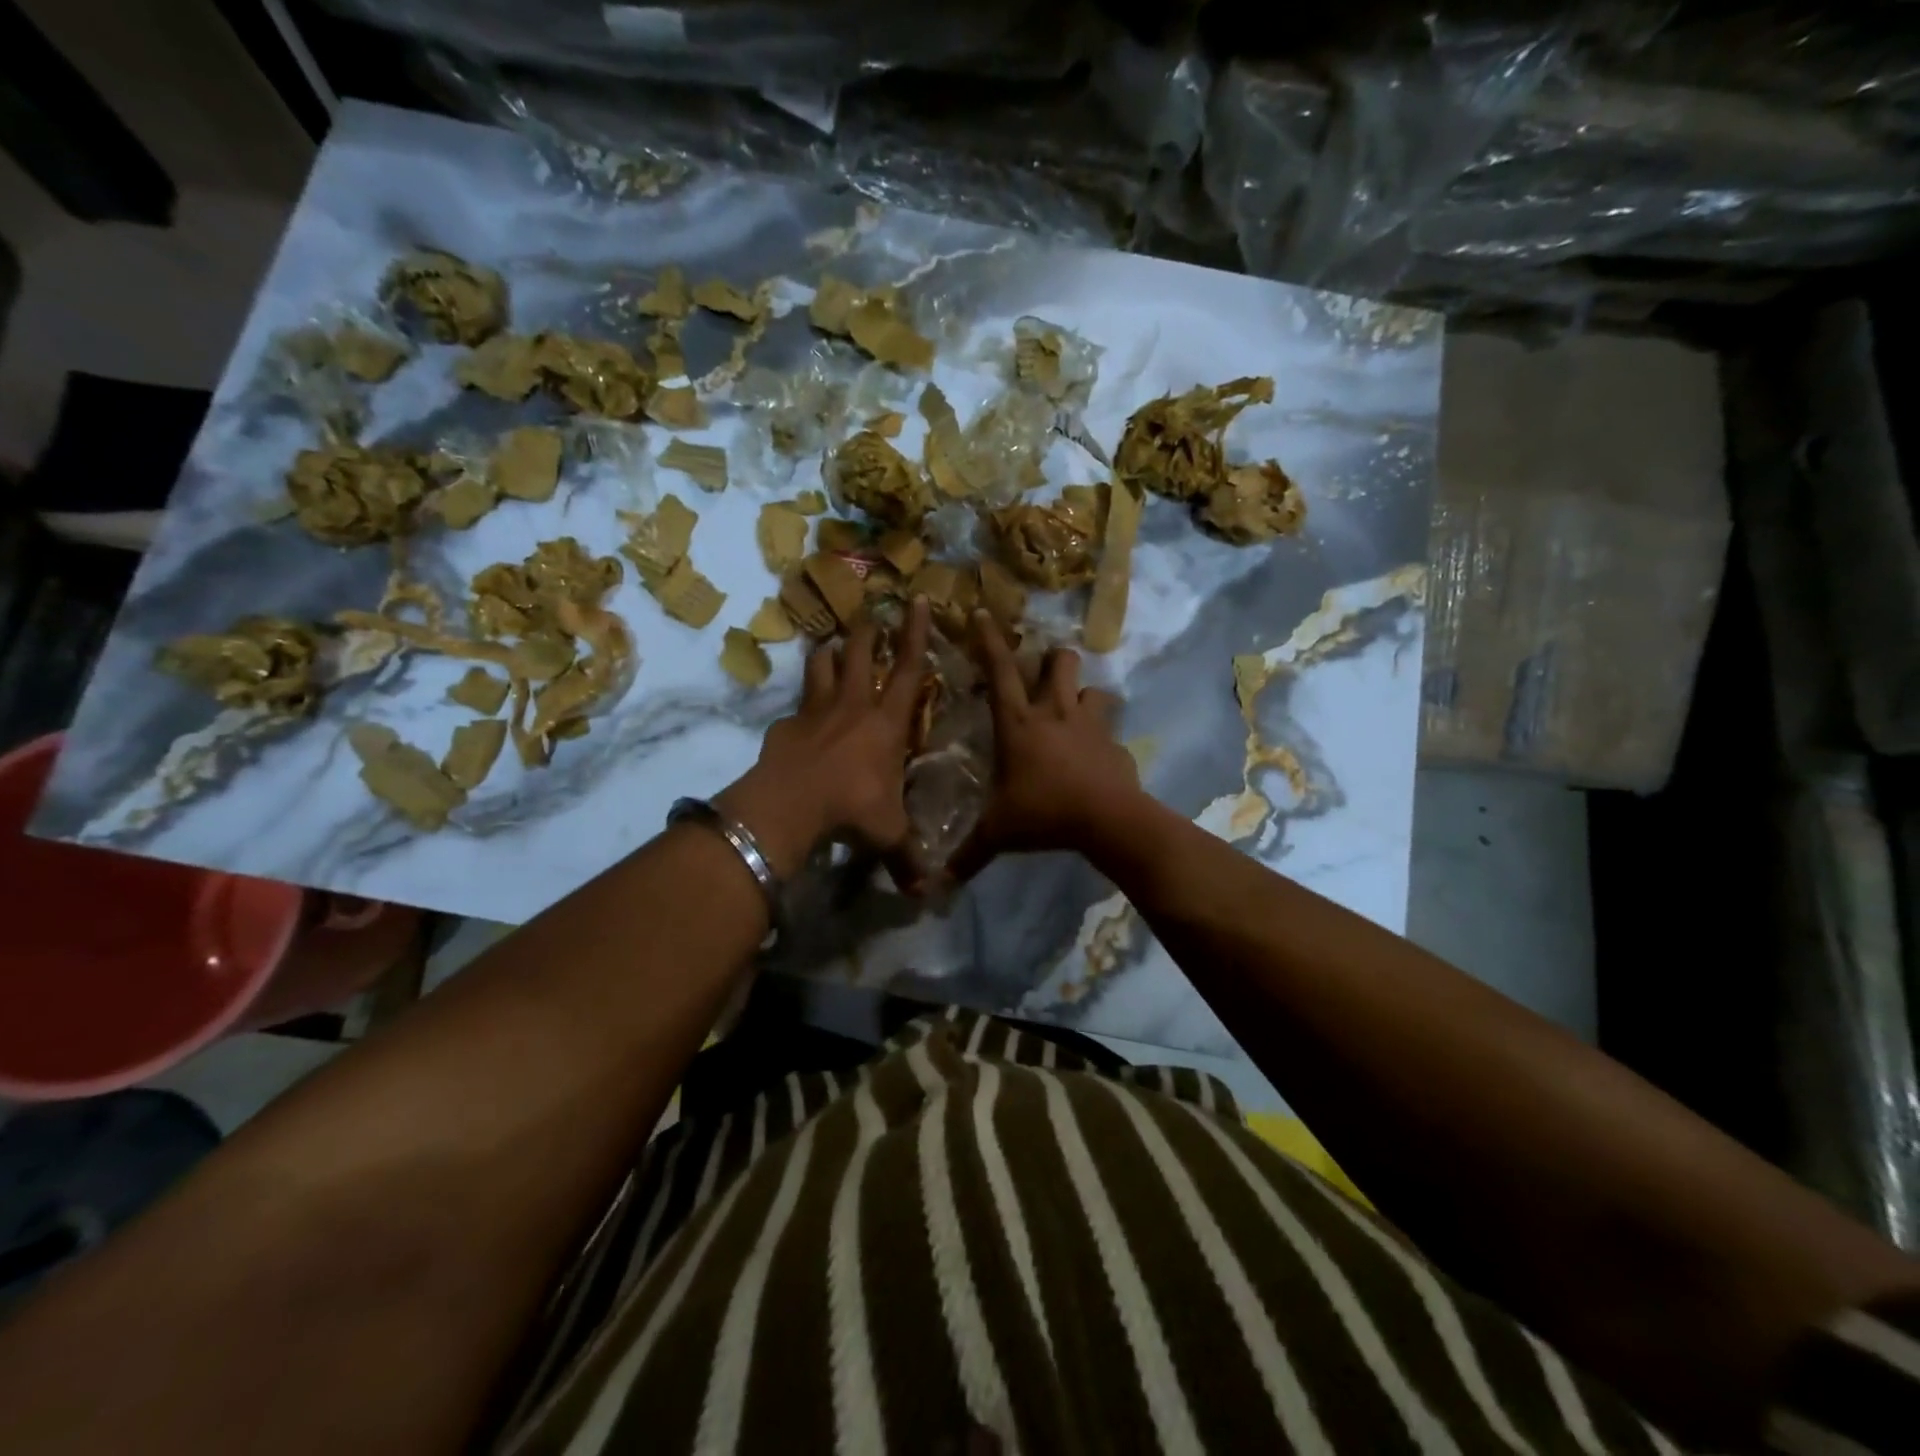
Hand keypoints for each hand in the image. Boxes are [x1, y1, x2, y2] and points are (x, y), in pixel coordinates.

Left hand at [715, 597, 930, 876]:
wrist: (791, 806)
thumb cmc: (853, 809)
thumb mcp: (888, 835)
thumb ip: (908, 859)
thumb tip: (929, 895)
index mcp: (887, 722)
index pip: (908, 668)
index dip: (915, 633)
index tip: (917, 600)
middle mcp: (853, 706)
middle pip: (860, 654)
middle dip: (867, 632)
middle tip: (869, 614)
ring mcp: (815, 711)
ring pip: (822, 667)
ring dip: (828, 654)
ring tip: (829, 645)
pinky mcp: (785, 726)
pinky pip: (795, 706)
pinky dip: (799, 706)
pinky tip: (796, 716)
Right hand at [948, 610, 1140, 881]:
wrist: (1107, 821)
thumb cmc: (1044, 814)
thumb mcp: (998, 833)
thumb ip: (968, 854)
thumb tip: (936, 884)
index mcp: (1018, 724)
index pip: (999, 671)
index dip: (989, 641)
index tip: (982, 613)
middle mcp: (1055, 713)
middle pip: (1059, 662)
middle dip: (1052, 659)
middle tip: (1044, 673)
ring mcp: (1090, 725)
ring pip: (1094, 689)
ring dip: (1084, 695)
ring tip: (1076, 712)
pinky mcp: (1116, 744)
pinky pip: (1111, 730)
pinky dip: (1103, 737)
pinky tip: (1098, 756)